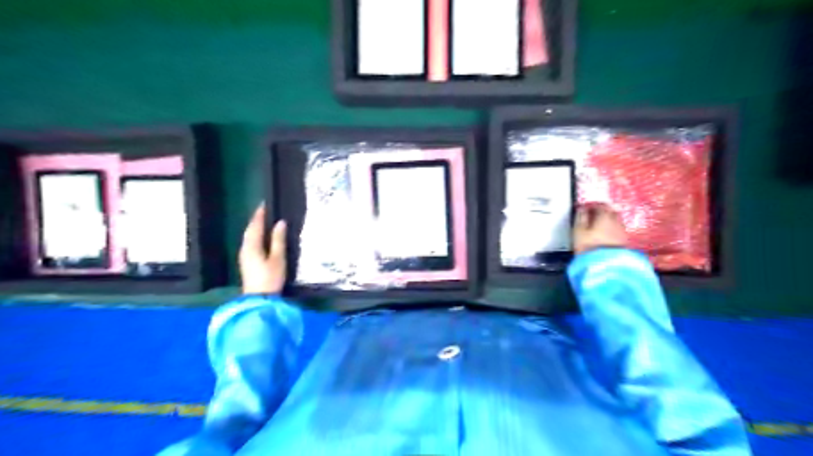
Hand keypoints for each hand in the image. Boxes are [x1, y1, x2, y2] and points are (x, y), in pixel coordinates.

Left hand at [239, 203, 289, 294]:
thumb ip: (278, 240)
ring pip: (248, 237)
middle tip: (264, 210)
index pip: (255, 226)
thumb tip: (280, 223)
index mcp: (252, 246)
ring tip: (263, 220)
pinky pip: (250, 242)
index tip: (264, 203)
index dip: (260, 214)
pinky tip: (260, 236)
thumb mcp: (278, 258)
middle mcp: (245, 248)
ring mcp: (244, 256)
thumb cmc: (270, 278)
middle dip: (256, 220)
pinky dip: (255, 235)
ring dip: (255, 227)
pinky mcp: (247, 262)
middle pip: (249, 230)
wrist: (259, 299)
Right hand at [571, 204, 626, 253]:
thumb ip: (580, 218)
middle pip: (611, 211)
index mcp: (605, 216)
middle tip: (592, 215)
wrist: (605, 266)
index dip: (592, 205)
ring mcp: (622, 232)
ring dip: (608, 221)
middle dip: (602, 211)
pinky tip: (605, 235)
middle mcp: (616, 221)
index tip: (585, 208)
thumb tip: (582, 209)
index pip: (600, 205)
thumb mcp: (578, 231)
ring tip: (598, 226)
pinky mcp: (625, 242)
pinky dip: (612, 229)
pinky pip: (618, 230)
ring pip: (616, 221)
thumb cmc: (589, 246)